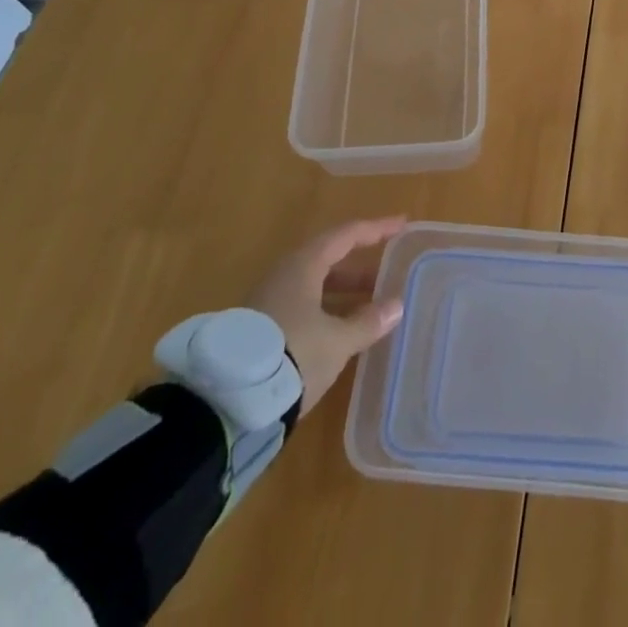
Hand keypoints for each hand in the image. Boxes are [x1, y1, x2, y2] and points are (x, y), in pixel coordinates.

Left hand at [248, 216, 407, 415]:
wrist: (227, 402)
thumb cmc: (293, 355)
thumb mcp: (338, 342)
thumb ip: (368, 322)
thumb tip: (396, 305)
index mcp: (304, 266)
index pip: (346, 235)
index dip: (376, 229)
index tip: (401, 224)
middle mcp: (283, 275)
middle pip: (327, 260)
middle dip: (359, 268)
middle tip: (387, 274)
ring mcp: (266, 302)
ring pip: (312, 286)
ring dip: (342, 293)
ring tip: (369, 307)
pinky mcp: (257, 330)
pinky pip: (300, 307)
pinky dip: (325, 311)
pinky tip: (339, 332)